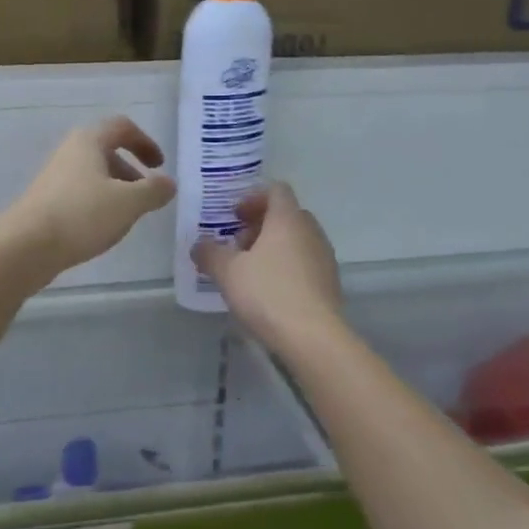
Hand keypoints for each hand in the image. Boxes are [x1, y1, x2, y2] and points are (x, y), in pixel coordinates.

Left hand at [0, 117, 176, 281]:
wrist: (25, 247)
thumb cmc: (82, 215)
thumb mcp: (129, 203)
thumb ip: (154, 191)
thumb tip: (169, 183)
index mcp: (89, 141)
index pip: (122, 127)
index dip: (145, 142)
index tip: (159, 166)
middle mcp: (69, 153)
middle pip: (106, 152)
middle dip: (131, 171)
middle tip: (147, 196)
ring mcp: (54, 178)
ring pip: (93, 176)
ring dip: (116, 191)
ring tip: (128, 218)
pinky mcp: (46, 202)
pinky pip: (80, 195)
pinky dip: (98, 205)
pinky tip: (102, 230)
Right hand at [192, 183, 343, 348]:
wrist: (313, 338)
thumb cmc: (267, 293)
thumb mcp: (227, 272)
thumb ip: (209, 253)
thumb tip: (199, 245)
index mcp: (287, 219)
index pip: (276, 190)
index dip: (253, 197)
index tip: (234, 216)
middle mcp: (311, 231)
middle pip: (286, 215)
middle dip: (259, 225)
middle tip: (237, 245)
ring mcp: (324, 257)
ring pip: (296, 240)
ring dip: (272, 248)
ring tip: (249, 272)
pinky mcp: (329, 283)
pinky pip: (304, 263)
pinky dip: (285, 267)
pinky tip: (268, 292)